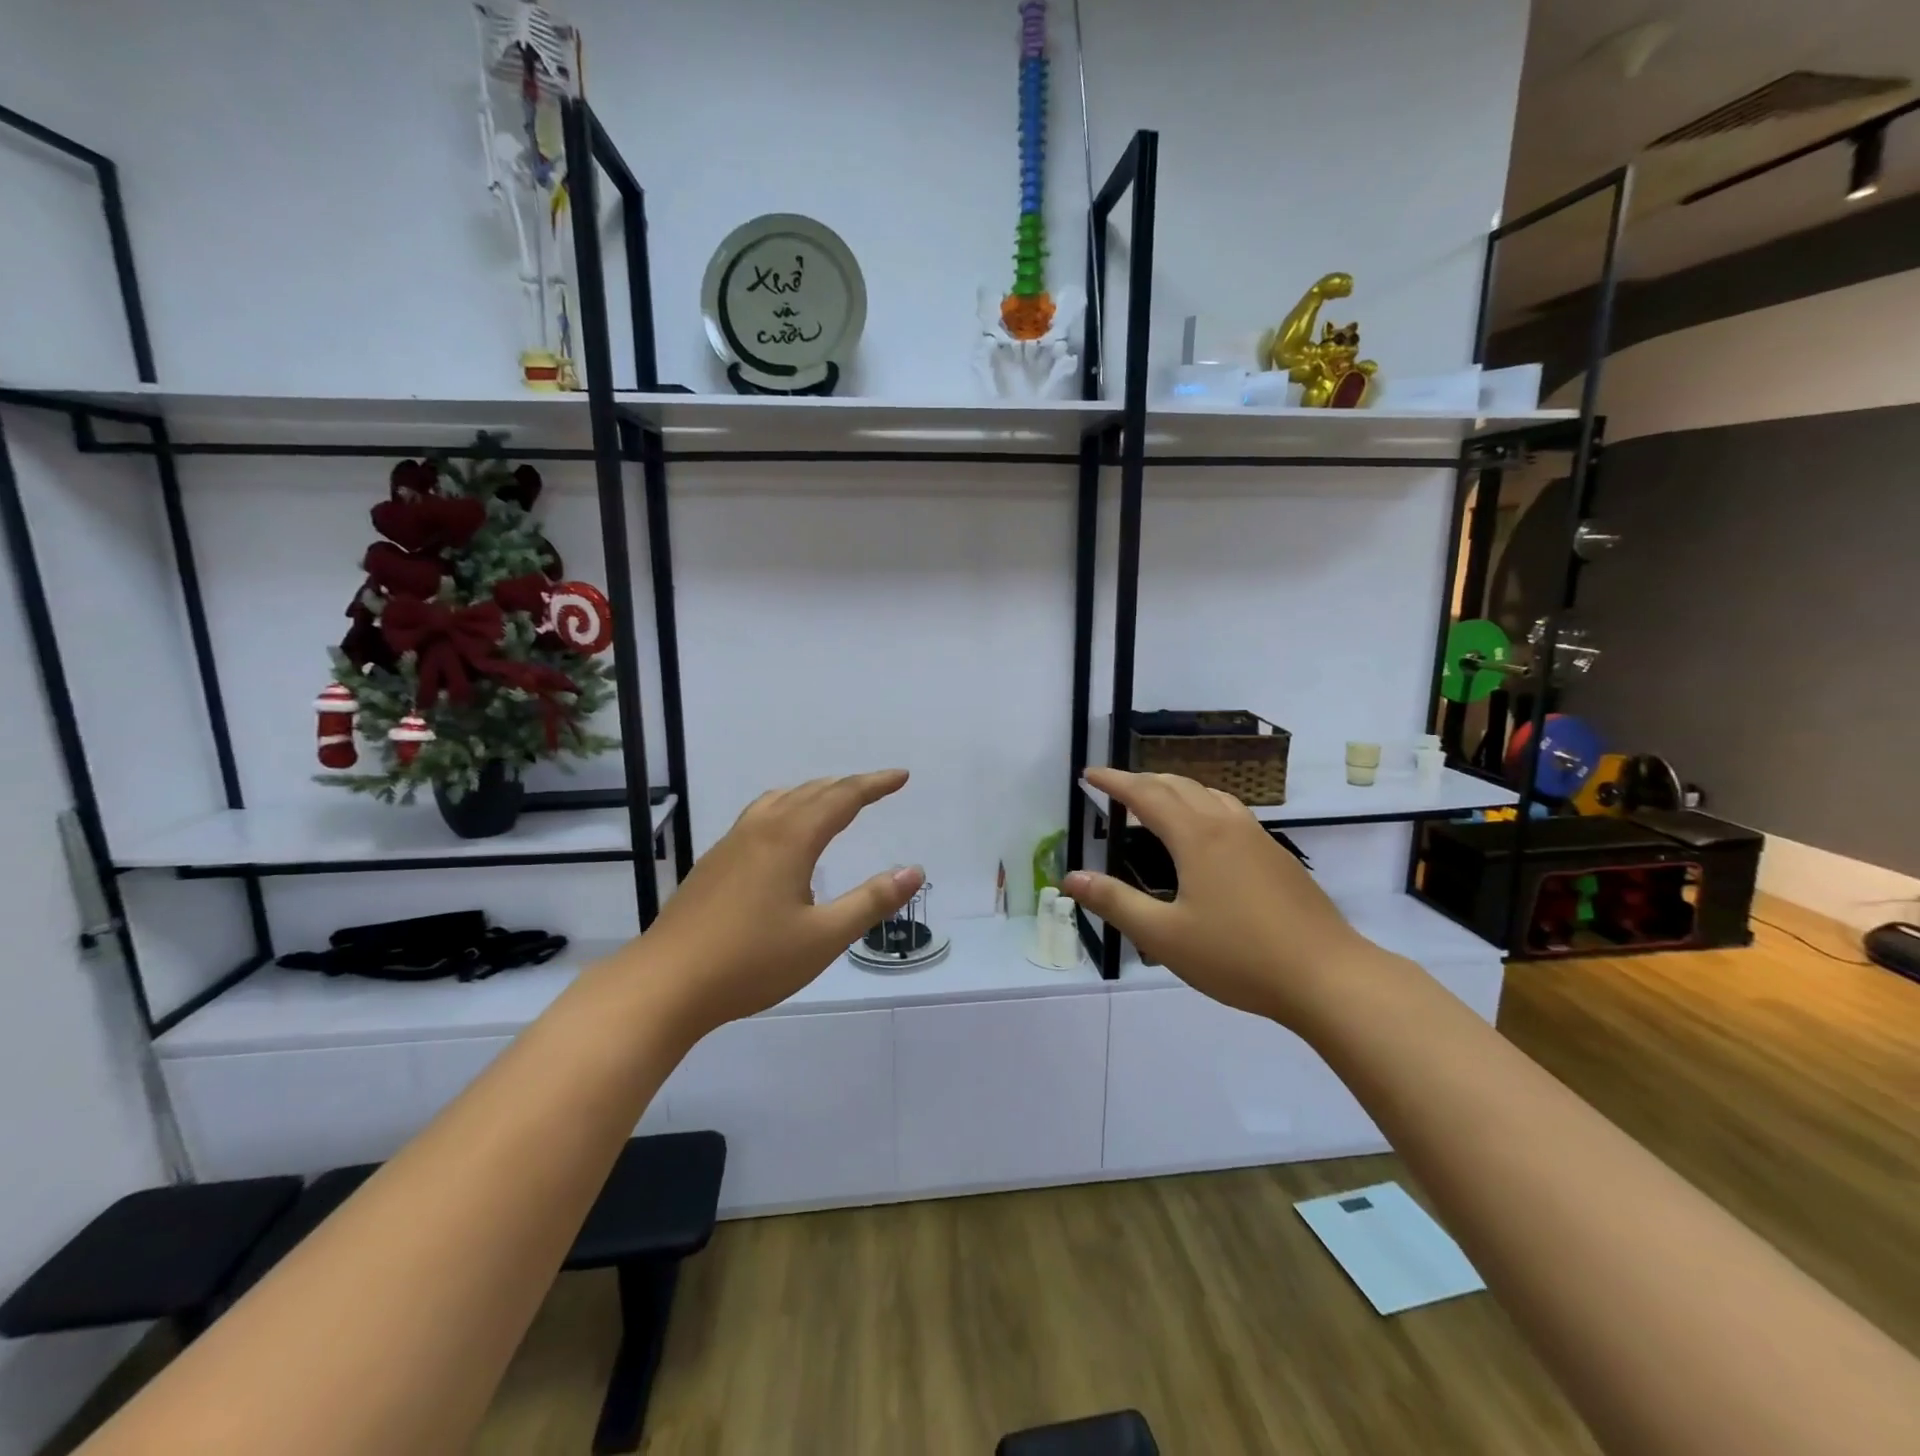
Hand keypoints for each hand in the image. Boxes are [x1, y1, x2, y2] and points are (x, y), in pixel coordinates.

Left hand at [638, 770, 924, 1035]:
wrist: (665, 984)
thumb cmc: (751, 962)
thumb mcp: (823, 937)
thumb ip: (871, 901)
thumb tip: (913, 870)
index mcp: (790, 839)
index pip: (842, 797)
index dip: (875, 785)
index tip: (902, 776)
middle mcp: (761, 830)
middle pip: (811, 793)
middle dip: (848, 786)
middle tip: (877, 788)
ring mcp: (731, 844)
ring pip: (780, 801)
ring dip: (813, 794)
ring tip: (833, 801)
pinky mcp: (714, 863)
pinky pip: (760, 816)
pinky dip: (787, 809)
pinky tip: (784, 839)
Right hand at [1062, 767, 1381, 1027]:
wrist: (1328, 977)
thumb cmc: (1239, 956)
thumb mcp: (1165, 936)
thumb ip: (1115, 902)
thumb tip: (1071, 877)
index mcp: (1197, 837)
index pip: (1146, 794)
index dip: (1114, 781)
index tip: (1089, 774)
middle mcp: (1227, 825)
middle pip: (1179, 785)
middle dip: (1142, 780)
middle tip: (1115, 787)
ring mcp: (1258, 838)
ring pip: (1209, 794)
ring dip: (1176, 789)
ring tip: (1156, 802)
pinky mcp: (1278, 857)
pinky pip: (1230, 811)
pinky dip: (1202, 805)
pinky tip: (1205, 834)